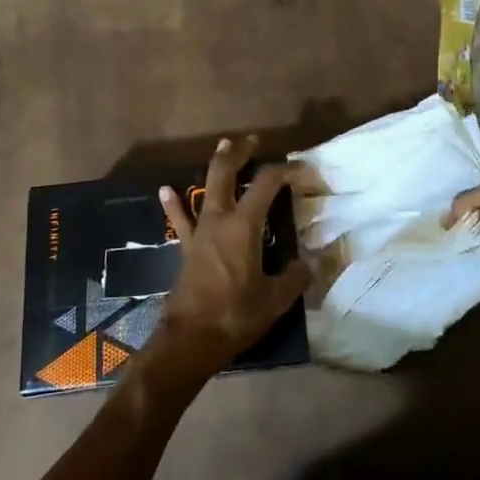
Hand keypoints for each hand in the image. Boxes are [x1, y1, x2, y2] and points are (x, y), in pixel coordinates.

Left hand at [149, 136, 310, 385]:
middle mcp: (219, 219)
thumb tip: (314, 262)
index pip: (267, 183)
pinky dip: (174, 203)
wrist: (190, 339)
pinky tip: (165, 189)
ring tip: (222, 146)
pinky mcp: (186, 247)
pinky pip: (180, 219)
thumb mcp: (275, 299)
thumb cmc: (235, 315)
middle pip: (227, 173)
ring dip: (216, 167)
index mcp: (244, 226)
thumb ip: (296, 277)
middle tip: (253, 141)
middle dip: (240, 153)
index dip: (287, 171)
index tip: (303, 171)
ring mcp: (199, 231)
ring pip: (205, 188)